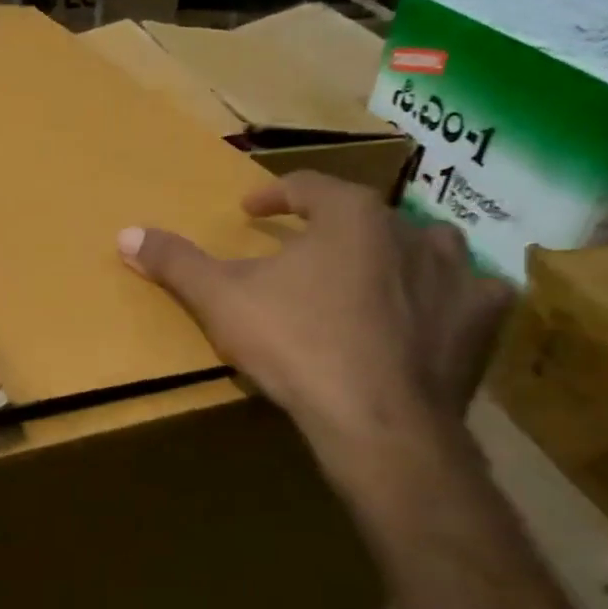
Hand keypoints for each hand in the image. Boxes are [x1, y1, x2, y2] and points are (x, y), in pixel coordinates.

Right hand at [118, 171, 511, 461]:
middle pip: (366, 216)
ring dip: (398, 255)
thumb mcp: (221, 300)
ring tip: (370, 276)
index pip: (308, 187)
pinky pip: (474, 294)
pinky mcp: (482, 321)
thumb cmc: (295, 345)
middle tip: (305, 253)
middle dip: (333, 229)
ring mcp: (457, 275)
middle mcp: (412, 230)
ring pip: (428, 246)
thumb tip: (125, 234)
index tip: (252, 212)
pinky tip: (433, 314)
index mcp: (350, 217)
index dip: (274, 197)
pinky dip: (452, 298)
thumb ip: (176, 263)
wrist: (377, 421)